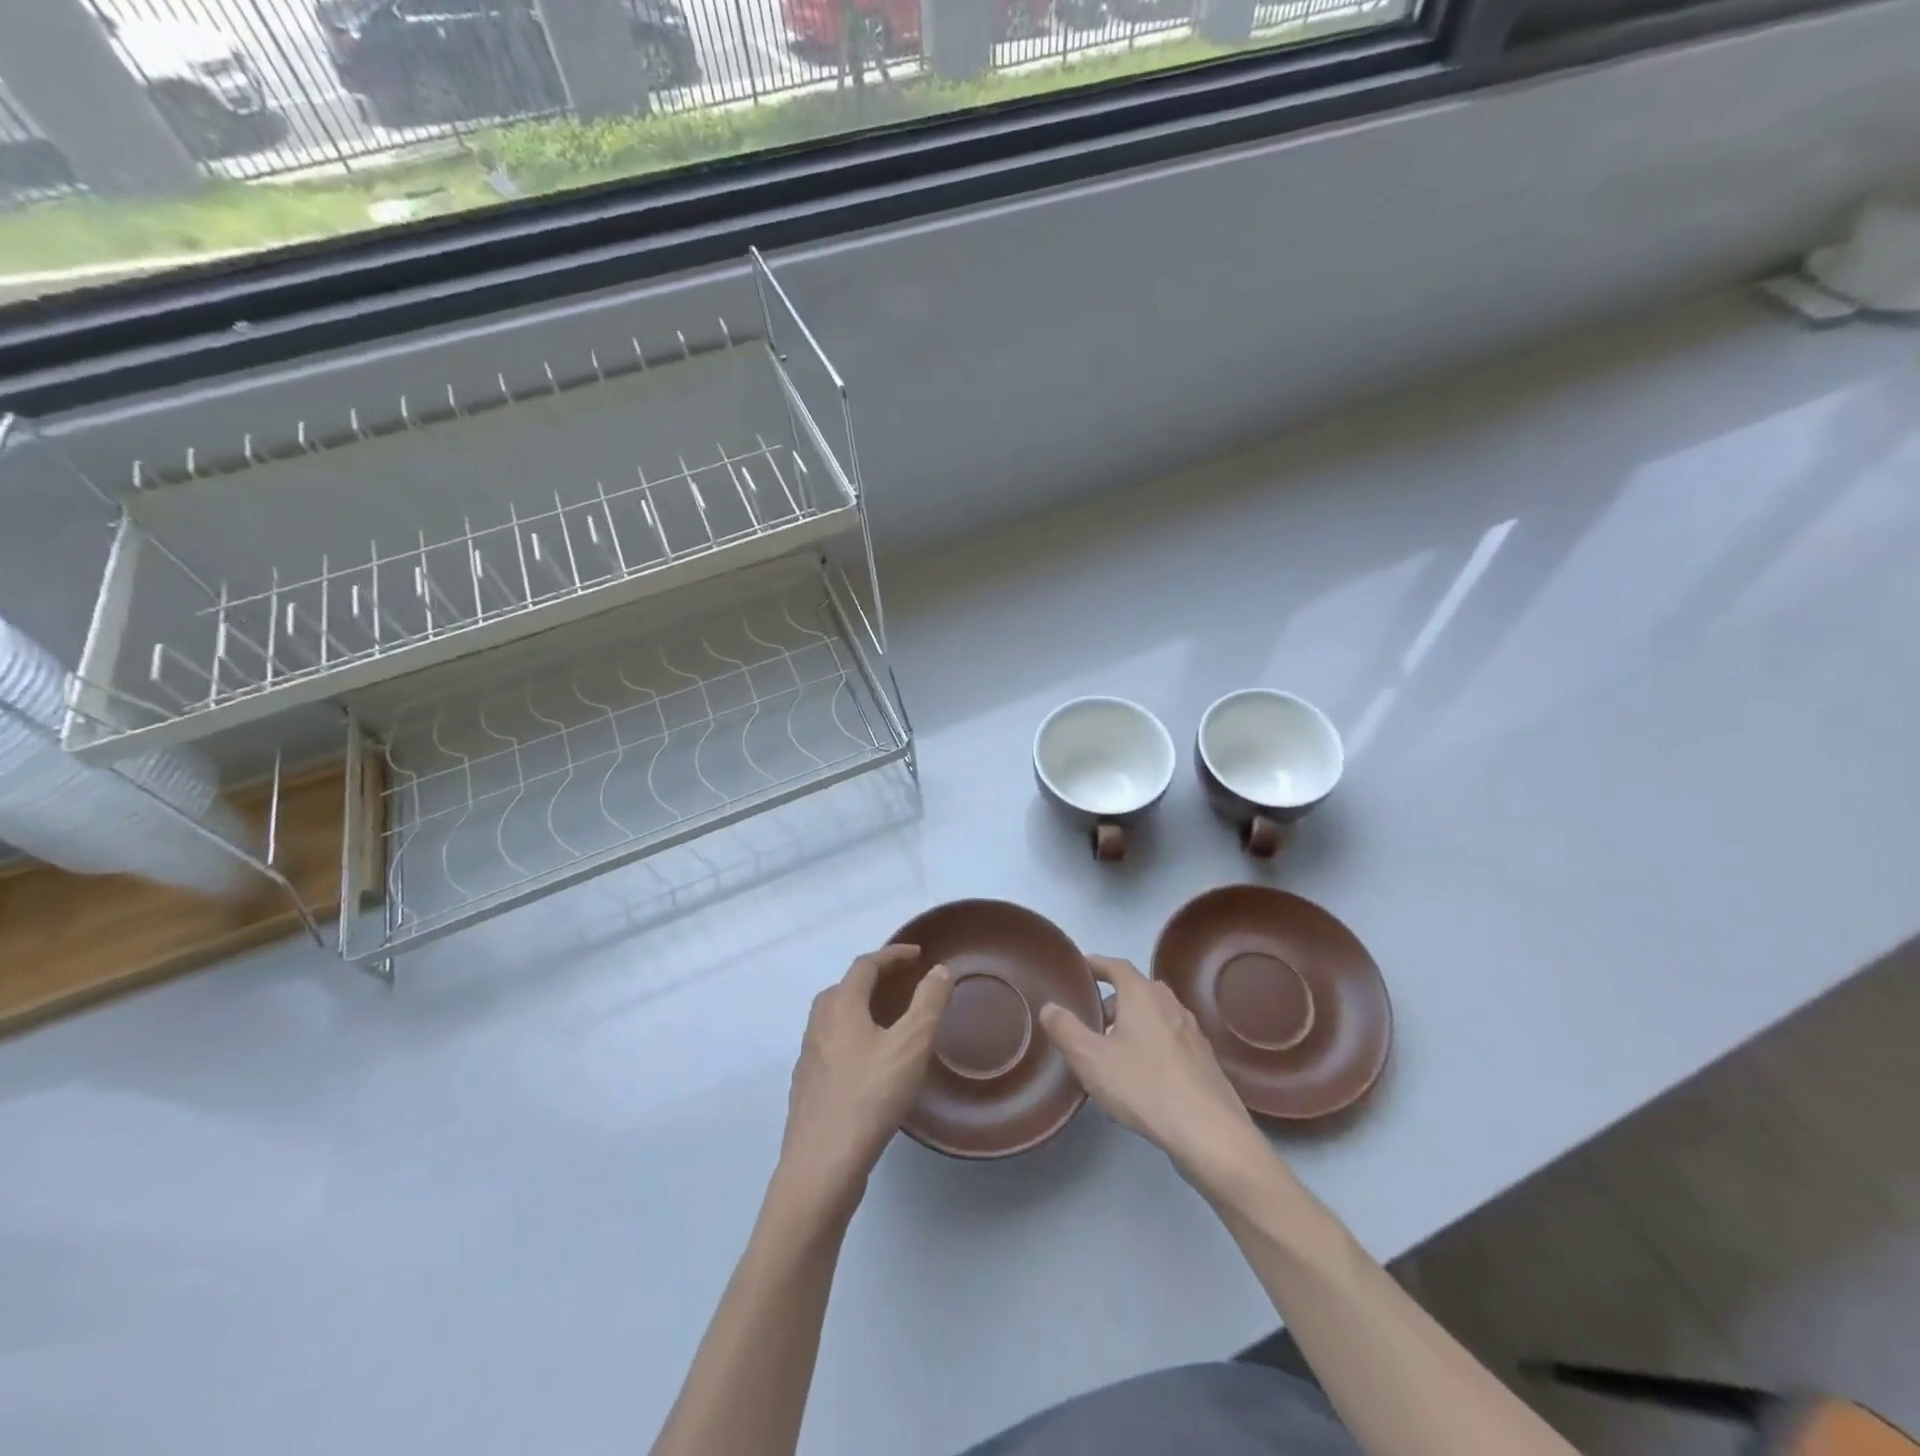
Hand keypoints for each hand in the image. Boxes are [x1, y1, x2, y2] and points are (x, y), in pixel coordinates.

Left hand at [775, 945, 952, 1221]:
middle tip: (904, 984)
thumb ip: (928, 1004)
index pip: (866, 965)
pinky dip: (854, 1038)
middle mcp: (818, 1025)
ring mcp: (809, 1058)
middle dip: (875, 979)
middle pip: (845, 988)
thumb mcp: (910, 1046)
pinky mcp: (808, 1088)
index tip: (918, 954)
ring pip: (836, 1019)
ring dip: (863, 1008)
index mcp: (840, 1006)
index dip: (893, 955)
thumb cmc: (868, 1098)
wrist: (820, 1167)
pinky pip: (833, 1046)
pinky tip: (871, 1064)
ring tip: (890, 1021)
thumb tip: (939, 971)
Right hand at [1039, 955, 1273, 1199]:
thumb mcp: (1091, 1059)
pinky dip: (1150, 1045)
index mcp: (1143, 995)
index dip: (1095, 965)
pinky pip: (1169, 1040)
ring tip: (1110, 1052)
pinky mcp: (1204, 1060)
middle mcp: (1170, 1004)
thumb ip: (1066, 1029)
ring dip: (1132, 1025)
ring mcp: (1192, 1032)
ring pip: (1154, 1017)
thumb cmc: (1144, 1086)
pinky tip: (1140, 1077)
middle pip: (1136, 991)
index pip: (1116, 966)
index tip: (1079, 969)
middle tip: (1089, 1022)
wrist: (1210, 1133)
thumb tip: (1050, 1007)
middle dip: (1111, 1001)